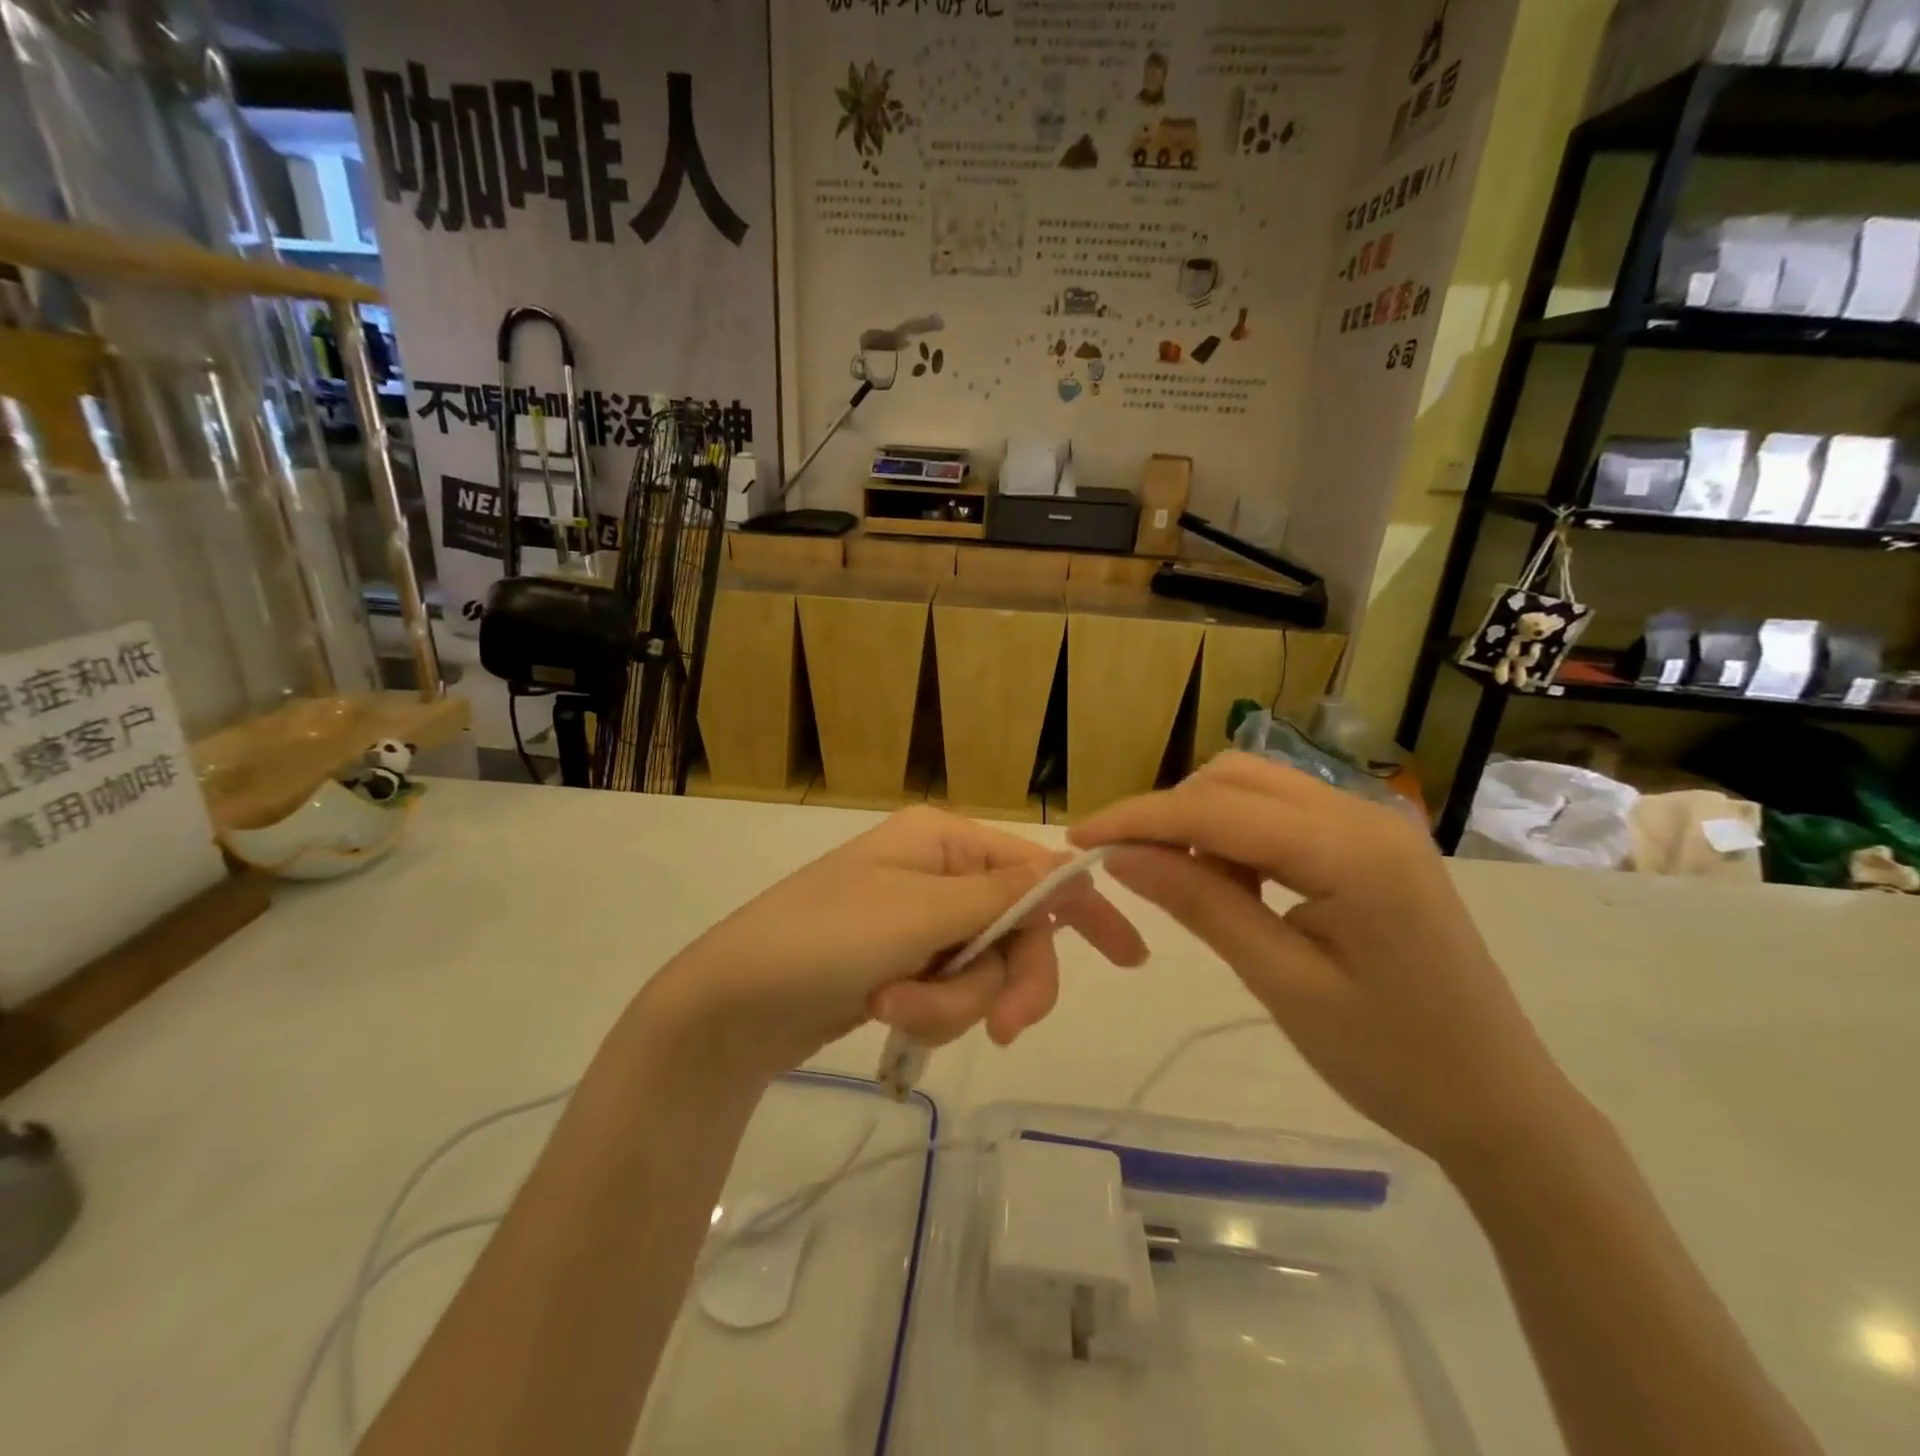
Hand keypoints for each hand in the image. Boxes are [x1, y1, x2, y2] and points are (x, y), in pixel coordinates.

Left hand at [643, 806, 1146, 1080]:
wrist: (732, 1004)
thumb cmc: (824, 939)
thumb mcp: (919, 914)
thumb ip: (1001, 897)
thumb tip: (1067, 870)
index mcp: (943, 841)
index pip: (1036, 869)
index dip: (1084, 909)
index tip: (1130, 958)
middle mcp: (937, 874)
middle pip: (1015, 931)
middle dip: (1004, 982)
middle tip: (1003, 1031)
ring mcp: (919, 923)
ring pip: (982, 972)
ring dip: (949, 1004)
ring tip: (894, 1010)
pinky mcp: (903, 966)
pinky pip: (948, 993)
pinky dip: (926, 1012)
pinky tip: (884, 1013)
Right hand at [1070, 753, 1584, 1167]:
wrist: (1500, 1103)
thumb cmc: (1393, 1061)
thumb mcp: (1282, 984)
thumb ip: (1201, 905)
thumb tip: (1122, 855)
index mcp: (1350, 850)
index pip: (1216, 810)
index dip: (1138, 819)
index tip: (1077, 839)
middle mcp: (1363, 812)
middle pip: (1234, 778)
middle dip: (1169, 814)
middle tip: (1130, 869)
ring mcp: (1372, 822)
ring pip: (1255, 787)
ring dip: (1203, 822)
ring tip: (1185, 885)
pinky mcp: (1371, 842)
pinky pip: (1282, 812)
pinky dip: (1238, 834)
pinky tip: (1234, 884)